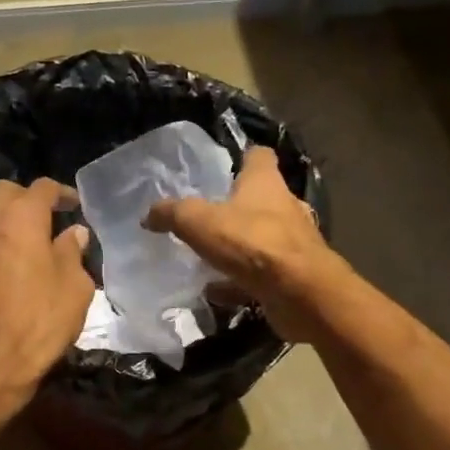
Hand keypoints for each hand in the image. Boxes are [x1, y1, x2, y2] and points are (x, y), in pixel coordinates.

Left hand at [0, 178, 93, 397]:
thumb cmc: (40, 323)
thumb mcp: (75, 288)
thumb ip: (73, 253)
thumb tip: (73, 234)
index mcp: (19, 220)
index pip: (41, 188)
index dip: (61, 193)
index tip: (75, 205)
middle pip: (4, 192)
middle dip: (27, 198)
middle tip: (48, 217)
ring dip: (7, 221)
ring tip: (29, 243)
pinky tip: (9, 266)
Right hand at [142, 146, 341, 340]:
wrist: (300, 293)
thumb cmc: (253, 244)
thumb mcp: (200, 223)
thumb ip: (173, 214)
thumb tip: (148, 214)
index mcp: (266, 183)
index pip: (259, 156)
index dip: (242, 158)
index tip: (224, 167)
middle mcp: (285, 207)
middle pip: (261, 199)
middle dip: (237, 207)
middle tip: (207, 217)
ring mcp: (292, 243)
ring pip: (261, 238)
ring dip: (238, 246)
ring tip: (208, 257)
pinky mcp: (293, 275)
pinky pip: (261, 274)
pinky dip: (239, 281)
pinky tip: (216, 291)